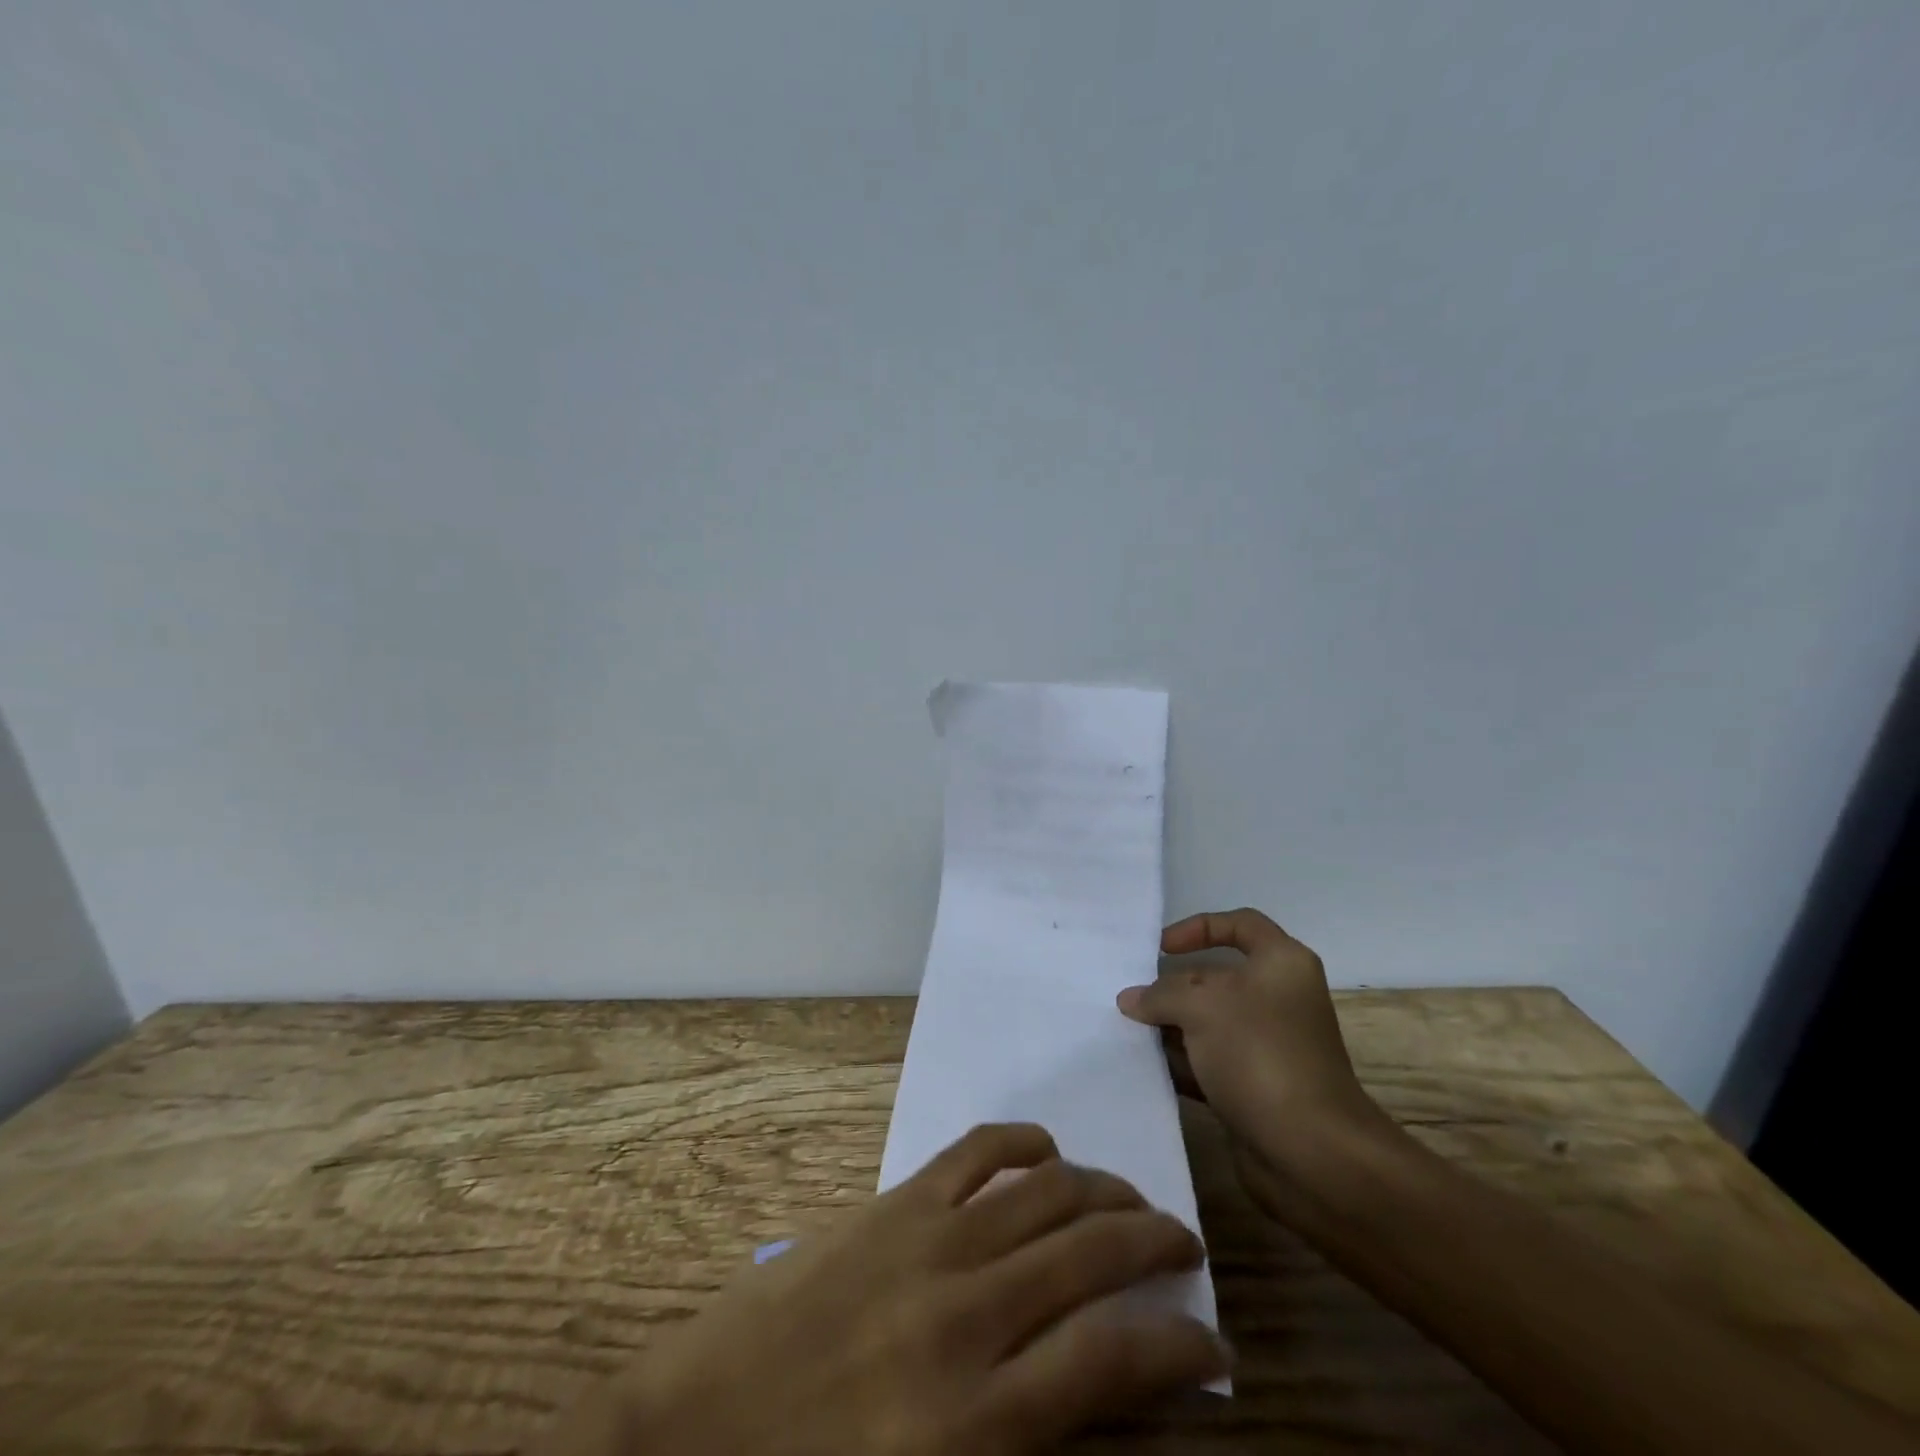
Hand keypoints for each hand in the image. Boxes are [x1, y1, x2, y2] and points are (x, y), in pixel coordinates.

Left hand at [536, 1123, 1228, 1455]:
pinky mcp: (892, 1204)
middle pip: (1091, 1256)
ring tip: (1129, 1202)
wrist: (692, 1440)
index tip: (1212, 1342)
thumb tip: (1095, 1386)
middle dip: (1153, 1243)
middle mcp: (967, 1315)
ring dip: (1101, 1192)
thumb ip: (1024, 1441)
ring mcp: (928, 1244)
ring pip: (1045, 1194)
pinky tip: (1047, 1150)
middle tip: (1182, 1244)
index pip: (1115, 1359)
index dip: (1181, 1345)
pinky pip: (975, 1153)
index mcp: (980, 1418)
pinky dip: (1022, 1142)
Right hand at [1117, 908, 1395, 1225]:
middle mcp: (1279, 998)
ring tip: (1127, 1030)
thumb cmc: (1260, 1054)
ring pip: (1209, 1022)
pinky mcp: (1256, 1085)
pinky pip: (1209, 1061)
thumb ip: (1160, 994)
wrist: (1312, 1153)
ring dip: (1171, 1026)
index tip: (1161, 948)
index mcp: (1281, 963)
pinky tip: (1144, 1066)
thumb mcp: (1201, 1007)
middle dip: (1172, 986)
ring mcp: (1268, 1044)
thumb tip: (1130, 1000)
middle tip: (1131, 995)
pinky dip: (1181, 1062)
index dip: (1198, 928)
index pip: (1239, 924)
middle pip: (1216, 977)